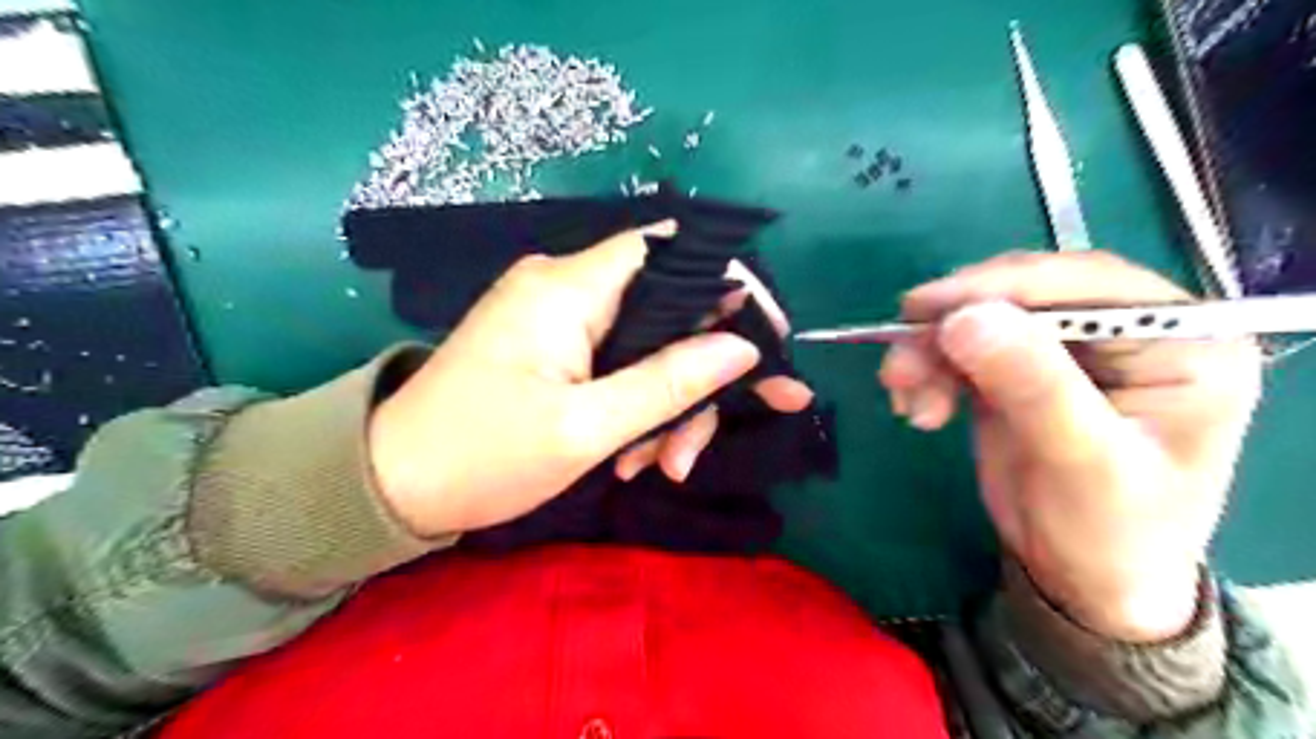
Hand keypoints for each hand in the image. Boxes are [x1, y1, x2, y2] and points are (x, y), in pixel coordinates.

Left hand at [367, 223, 814, 537]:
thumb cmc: (481, 456)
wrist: (392, 485)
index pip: (669, 251)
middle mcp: (565, 286)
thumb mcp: (585, 428)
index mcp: (567, 288)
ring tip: (659, 468)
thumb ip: (668, 382)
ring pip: (647, 345)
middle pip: (666, 310)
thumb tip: (742, 348)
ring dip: (665, 407)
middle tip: (702, 445)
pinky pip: (618, 363)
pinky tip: (631, 458)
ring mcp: (559, 317)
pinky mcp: (553, 345)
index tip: (767, 341)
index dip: (728, 285)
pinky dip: (636, 407)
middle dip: (696, 377)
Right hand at [878, 249, 1258, 640]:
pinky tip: (917, 406)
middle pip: (1024, 296)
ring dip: (931, 352)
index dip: (1002, 287)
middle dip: (953, 326)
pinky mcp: (1020, 370)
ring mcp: (1067, 351)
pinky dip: (930, 370)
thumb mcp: (1083, 463)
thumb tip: (965, 318)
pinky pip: (963, 350)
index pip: (1087, 284)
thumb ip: (1034, 386)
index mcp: (1182, 343)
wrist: (1083, 581)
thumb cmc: (1111, 532)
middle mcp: (1126, 334)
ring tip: (903, 394)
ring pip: (982, 321)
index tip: (927, 308)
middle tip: (901, 360)